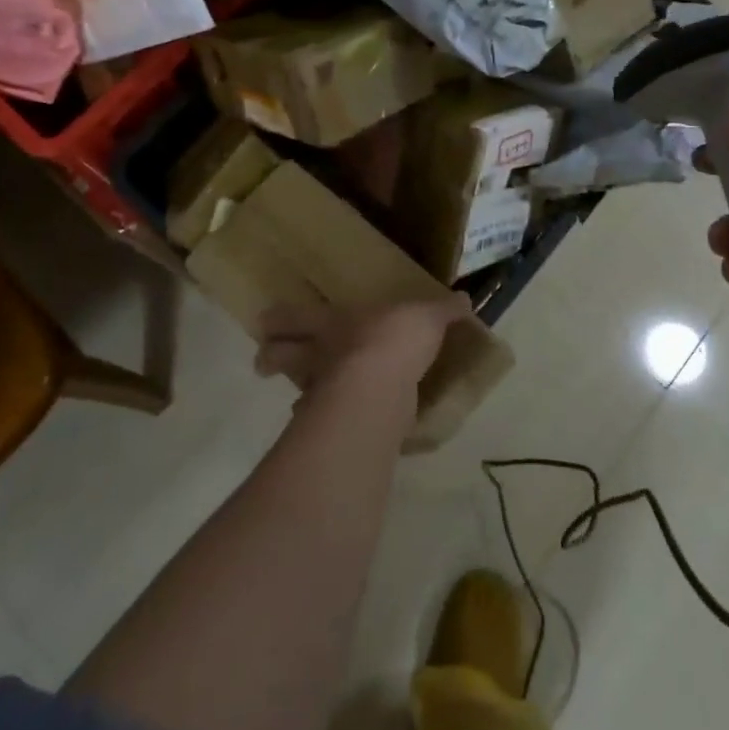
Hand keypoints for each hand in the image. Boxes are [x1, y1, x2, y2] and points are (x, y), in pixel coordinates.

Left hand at [256, 296, 469, 405]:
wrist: (380, 389)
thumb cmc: (395, 339)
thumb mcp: (427, 317)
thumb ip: (444, 311)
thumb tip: (465, 299)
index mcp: (335, 322)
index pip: (296, 316)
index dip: (280, 318)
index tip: (264, 321)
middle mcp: (320, 354)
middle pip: (282, 355)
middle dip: (271, 357)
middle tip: (262, 363)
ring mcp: (321, 392)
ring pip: (297, 389)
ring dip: (297, 394)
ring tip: (297, 402)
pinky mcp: (333, 425)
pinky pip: (322, 423)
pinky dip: (322, 426)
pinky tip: (329, 430)